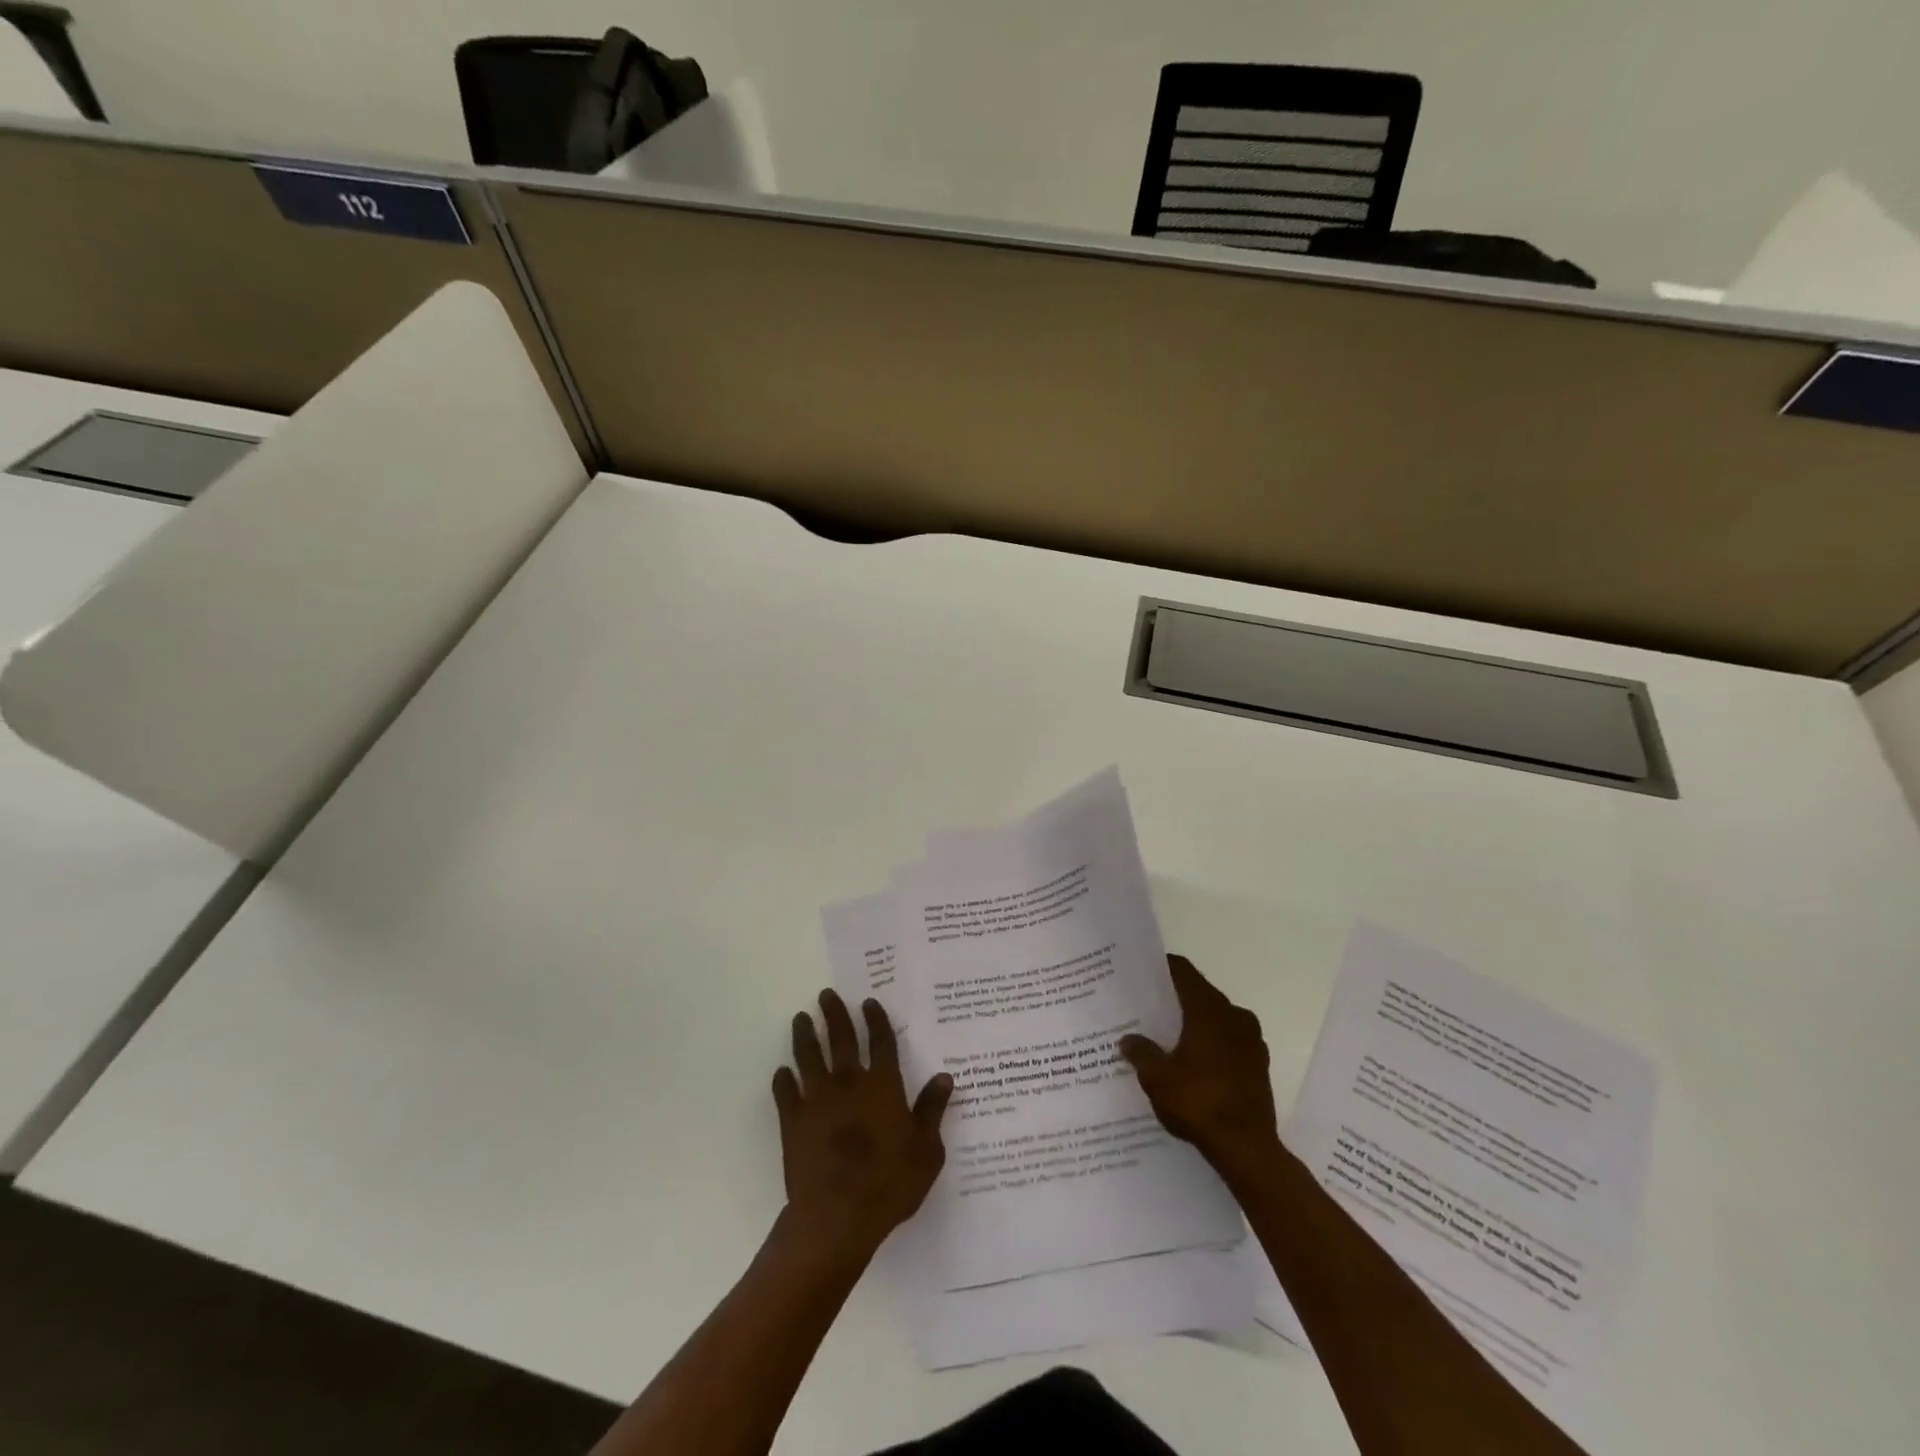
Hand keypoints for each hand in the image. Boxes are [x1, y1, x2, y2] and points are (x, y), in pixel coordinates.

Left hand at [772, 990, 953, 1261]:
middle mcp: (849, 1083)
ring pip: (809, 1057)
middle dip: (834, 1014)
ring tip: (801, 1018)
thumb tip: (944, 1077)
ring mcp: (817, 1100)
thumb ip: (932, 1111)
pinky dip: (783, 1079)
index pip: (882, 1042)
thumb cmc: (889, 1184)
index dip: (876, 1020)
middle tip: (826, 994)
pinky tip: (782, 1072)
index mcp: (883, 1086)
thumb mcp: (926, 1151)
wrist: (837, 1217)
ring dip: (805, 1035)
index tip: (868, 1002)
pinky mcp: (793, 1121)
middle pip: (841, 1039)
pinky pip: (785, 1092)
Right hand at [1121, 955, 1279, 1176]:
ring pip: (1217, 1020)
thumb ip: (1141, 1052)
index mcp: (1209, 1009)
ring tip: (1167, 1037)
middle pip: (1201, 994)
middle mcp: (1234, 1016)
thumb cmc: (1198, 1102)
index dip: (1163, 967)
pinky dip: (1211, 1046)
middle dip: (1176, 999)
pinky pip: (1229, 1043)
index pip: (1184, 972)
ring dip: (1195, 1024)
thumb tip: (1128, 1039)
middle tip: (1148, 1007)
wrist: (1247, 1149)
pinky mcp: (1259, 1067)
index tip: (1142, 971)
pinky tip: (1192, 1064)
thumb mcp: (1157, 1077)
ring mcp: (1252, 1042)